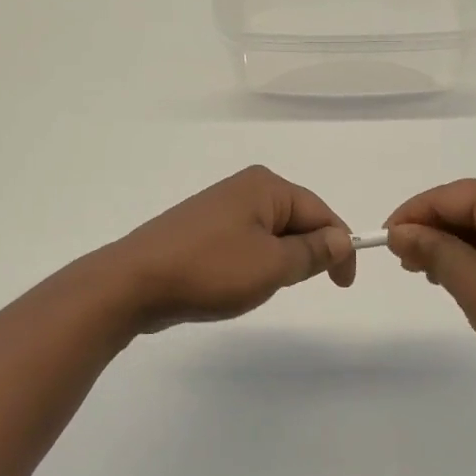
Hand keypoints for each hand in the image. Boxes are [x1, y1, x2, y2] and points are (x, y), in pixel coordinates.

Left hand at [103, 166, 355, 332]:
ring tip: (260, 287)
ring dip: (278, 261)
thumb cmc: (210, 270)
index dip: (339, 247)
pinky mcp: (200, 230)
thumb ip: (312, 252)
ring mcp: (218, 208)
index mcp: (266, 187)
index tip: (343, 285)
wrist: (133, 283)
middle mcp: (244, 188)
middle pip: (296, 220)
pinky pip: (244, 243)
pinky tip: (236, 285)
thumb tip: (340, 239)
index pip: (321, 212)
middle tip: (295, 286)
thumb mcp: (272, 265)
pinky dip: (253, 263)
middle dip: (306, 253)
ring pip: (270, 235)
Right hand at [386, 177, 475, 389]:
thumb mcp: (470, 281)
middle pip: (466, 206)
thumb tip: (400, 232)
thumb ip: (431, 249)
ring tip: (433, 276)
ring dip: (455, 245)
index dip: (409, 217)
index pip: (444, 196)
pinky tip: (469, 278)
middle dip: (432, 232)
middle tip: (407, 265)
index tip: (384, 243)